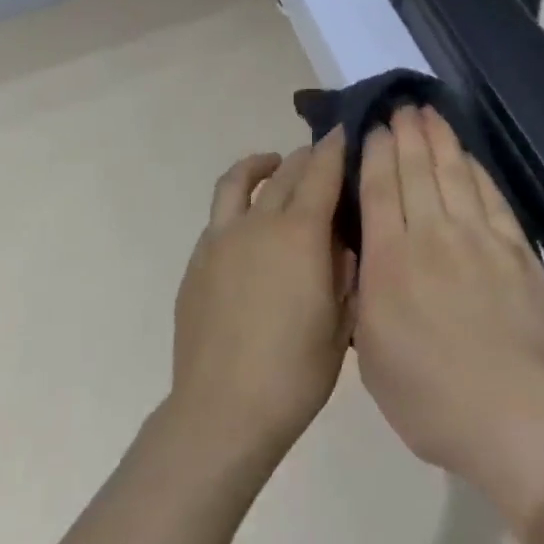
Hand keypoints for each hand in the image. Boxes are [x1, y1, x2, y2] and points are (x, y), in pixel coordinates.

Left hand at [170, 134, 355, 467]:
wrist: (222, 412)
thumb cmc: (294, 373)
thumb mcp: (340, 323)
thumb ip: (345, 272)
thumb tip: (341, 239)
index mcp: (300, 234)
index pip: (321, 173)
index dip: (334, 148)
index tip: (343, 131)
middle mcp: (259, 222)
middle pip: (285, 172)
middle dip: (307, 157)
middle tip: (322, 157)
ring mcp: (221, 238)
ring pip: (240, 180)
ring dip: (262, 165)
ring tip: (275, 165)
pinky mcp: (198, 259)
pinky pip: (220, 214)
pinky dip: (240, 203)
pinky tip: (249, 226)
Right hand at [353, 107, 543, 488]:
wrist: (513, 414)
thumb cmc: (429, 397)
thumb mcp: (372, 356)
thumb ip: (366, 298)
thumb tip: (365, 258)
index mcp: (390, 260)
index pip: (380, 189)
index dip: (377, 152)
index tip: (375, 127)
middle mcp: (431, 235)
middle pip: (416, 170)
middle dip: (406, 134)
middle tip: (402, 106)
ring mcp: (478, 238)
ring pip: (453, 174)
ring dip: (440, 140)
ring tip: (430, 114)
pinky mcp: (516, 249)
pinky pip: (491, 197)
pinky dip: (477, 171)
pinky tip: (469, 157)